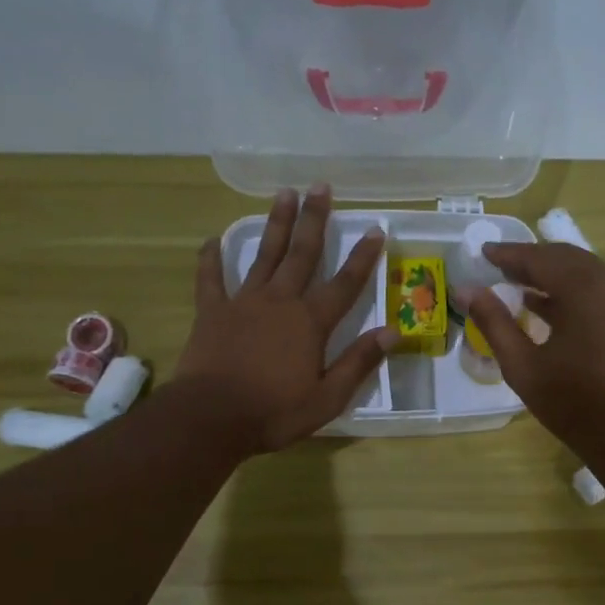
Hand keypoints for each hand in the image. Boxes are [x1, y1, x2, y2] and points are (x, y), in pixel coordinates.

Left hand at [176, 185, 390, 454]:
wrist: (211, 417)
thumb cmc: (275, 412)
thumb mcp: (328, 397)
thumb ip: (359, 362)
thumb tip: (393, 332)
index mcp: (310, 322)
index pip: (345, 284)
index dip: (362, 257)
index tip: (375, 229)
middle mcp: (280, 301)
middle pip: (302, 254)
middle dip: (315, 220)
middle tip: (321, 187)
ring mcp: (243, 302)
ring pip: (264, 255)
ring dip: (276, 224)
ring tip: (284, 193)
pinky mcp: (212, 312)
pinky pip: (211, 279)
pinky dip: (211, 258)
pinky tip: (212, 240)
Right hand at [462, 242, 604, 453]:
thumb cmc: (572, 401)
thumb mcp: (522, 365)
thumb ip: (493, 322)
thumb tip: (466, 290)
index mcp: (583, 289)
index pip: (538, 258)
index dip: (508, 254)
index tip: (482, 252)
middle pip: (563, 257)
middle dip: (530, 259)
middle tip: (497, 266)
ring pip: (581, 270)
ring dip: (549, 272)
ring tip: (515, 282)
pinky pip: (595, 287)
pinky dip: (568, 288)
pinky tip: (543, 304)